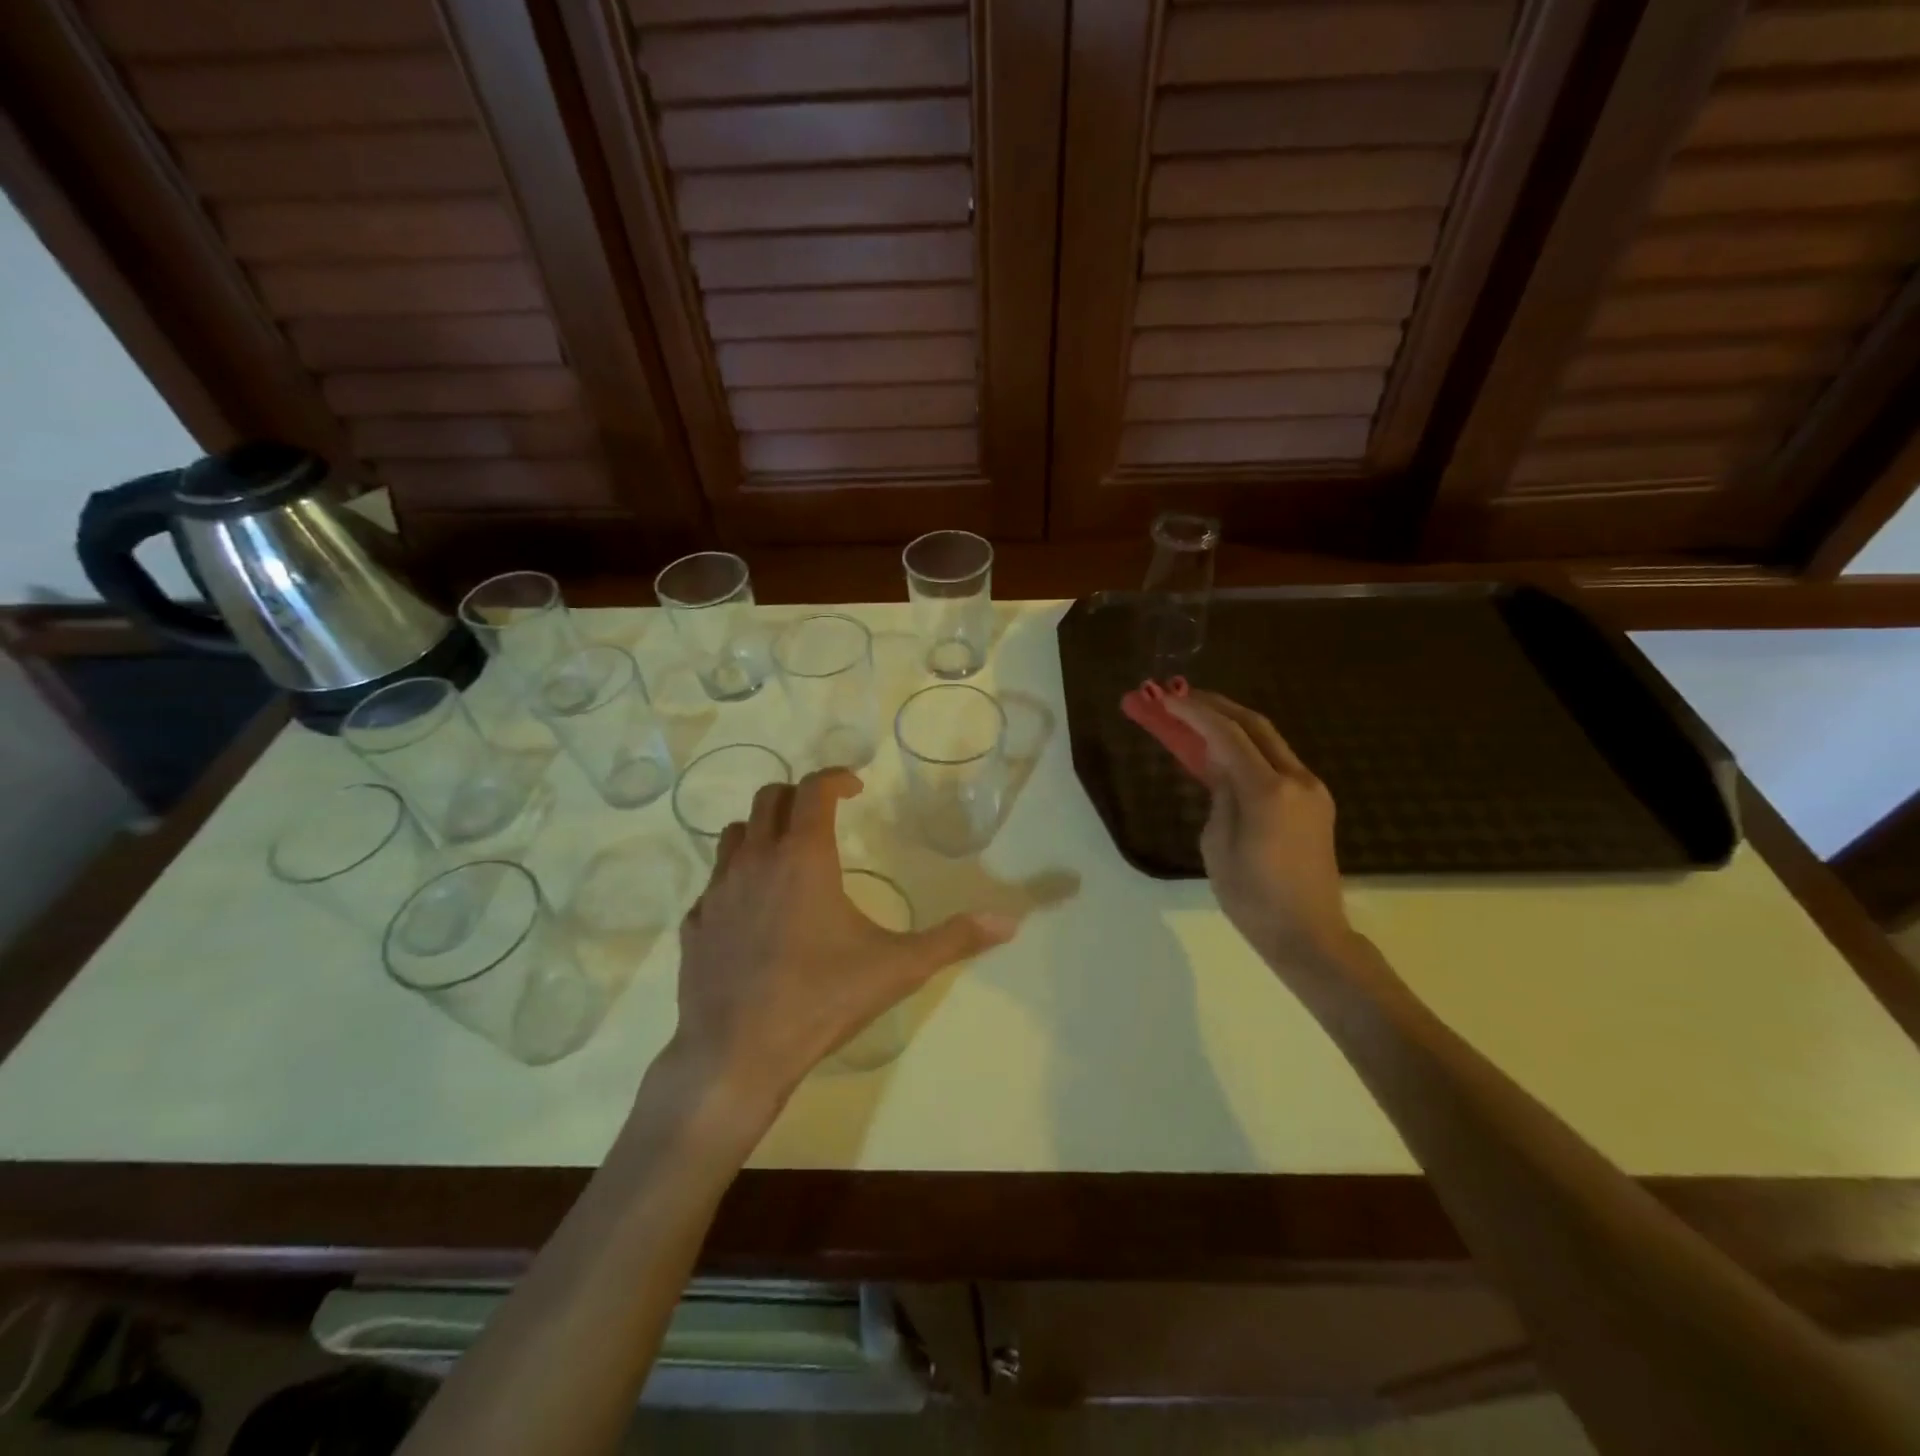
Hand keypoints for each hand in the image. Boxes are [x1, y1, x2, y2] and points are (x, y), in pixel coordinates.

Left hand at [668, 769, 1016, 1121]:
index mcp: (803, 857)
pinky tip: (755, 909)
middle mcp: (755, 860)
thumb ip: (954, 939)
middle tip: (826, 816)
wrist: (736, 1056)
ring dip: (764, 830)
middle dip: (800, 796)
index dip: (836, 777)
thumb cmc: (821, 1000)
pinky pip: (714, 882)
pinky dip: (736, 878)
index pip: (814, 789)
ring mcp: (717, 891)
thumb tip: (1009, 921)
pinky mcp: (694, 925)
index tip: (855, 787)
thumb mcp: (898, 968)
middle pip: (770, 799)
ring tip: (789, 855)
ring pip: (735, 834)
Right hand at [1163, 691, 1356, 979]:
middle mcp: (1296, 780)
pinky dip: (1249, 747)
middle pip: (1254, 725)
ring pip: (1269, 740)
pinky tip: (1225, 751)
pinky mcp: (1316, 802)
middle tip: (1180, 697)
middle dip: (1215, 706)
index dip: (1194, 713)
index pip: (1227, 736)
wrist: (1309, 934)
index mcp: (1267, 792)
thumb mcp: (1217, 845)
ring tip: (1197, 718)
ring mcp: (1311, 789)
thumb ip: (1219, 796)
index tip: (1165, 698)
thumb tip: (1221, 769)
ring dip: (1233, 724)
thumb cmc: (1252, 898)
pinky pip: (1277, 761)